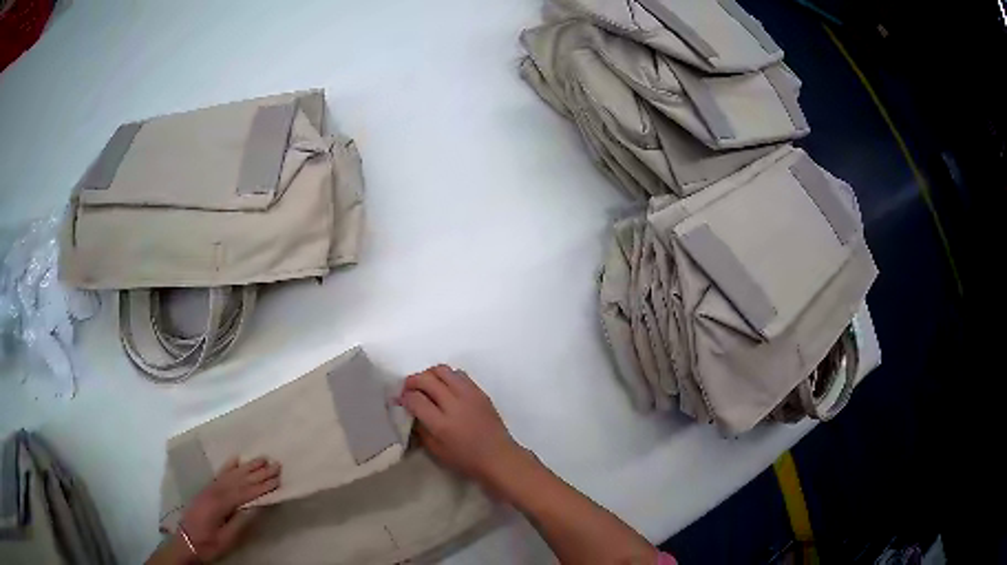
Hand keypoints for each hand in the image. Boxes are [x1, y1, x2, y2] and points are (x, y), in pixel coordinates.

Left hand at [176, 457, 280, 562]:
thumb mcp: (227, 539)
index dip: (262, 486)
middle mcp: (215, 491)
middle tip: (276, 464)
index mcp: (221, 504)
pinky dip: (229, 465)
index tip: (278, 479)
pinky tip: (236, 459)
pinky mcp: (207, 490)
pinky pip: (220, 474)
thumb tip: (256, 507)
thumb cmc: (208, 544)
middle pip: (240, 479)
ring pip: (231, 474)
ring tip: (262, 458)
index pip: (246, 492)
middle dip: (258, 472)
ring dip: (247, 466)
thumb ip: (240, 522)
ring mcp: (210, 488)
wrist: (185, 542)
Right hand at [399, 365, 527, 487]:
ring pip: (442, 370)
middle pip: (426, 379)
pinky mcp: (479, 391)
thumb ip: (421, 429)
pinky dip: (446, 377)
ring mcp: (469, 395)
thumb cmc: (466, 459)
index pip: (415, 399)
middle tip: (408, 390)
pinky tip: (445, 388)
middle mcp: (454, 404)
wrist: (498, 456)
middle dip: (412, 381)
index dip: (404, 397)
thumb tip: (411, 411)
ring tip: (426, 386)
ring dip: (429, 375)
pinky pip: (458, 374)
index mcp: (442, 424)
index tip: (400, 400)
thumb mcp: (436, 451)